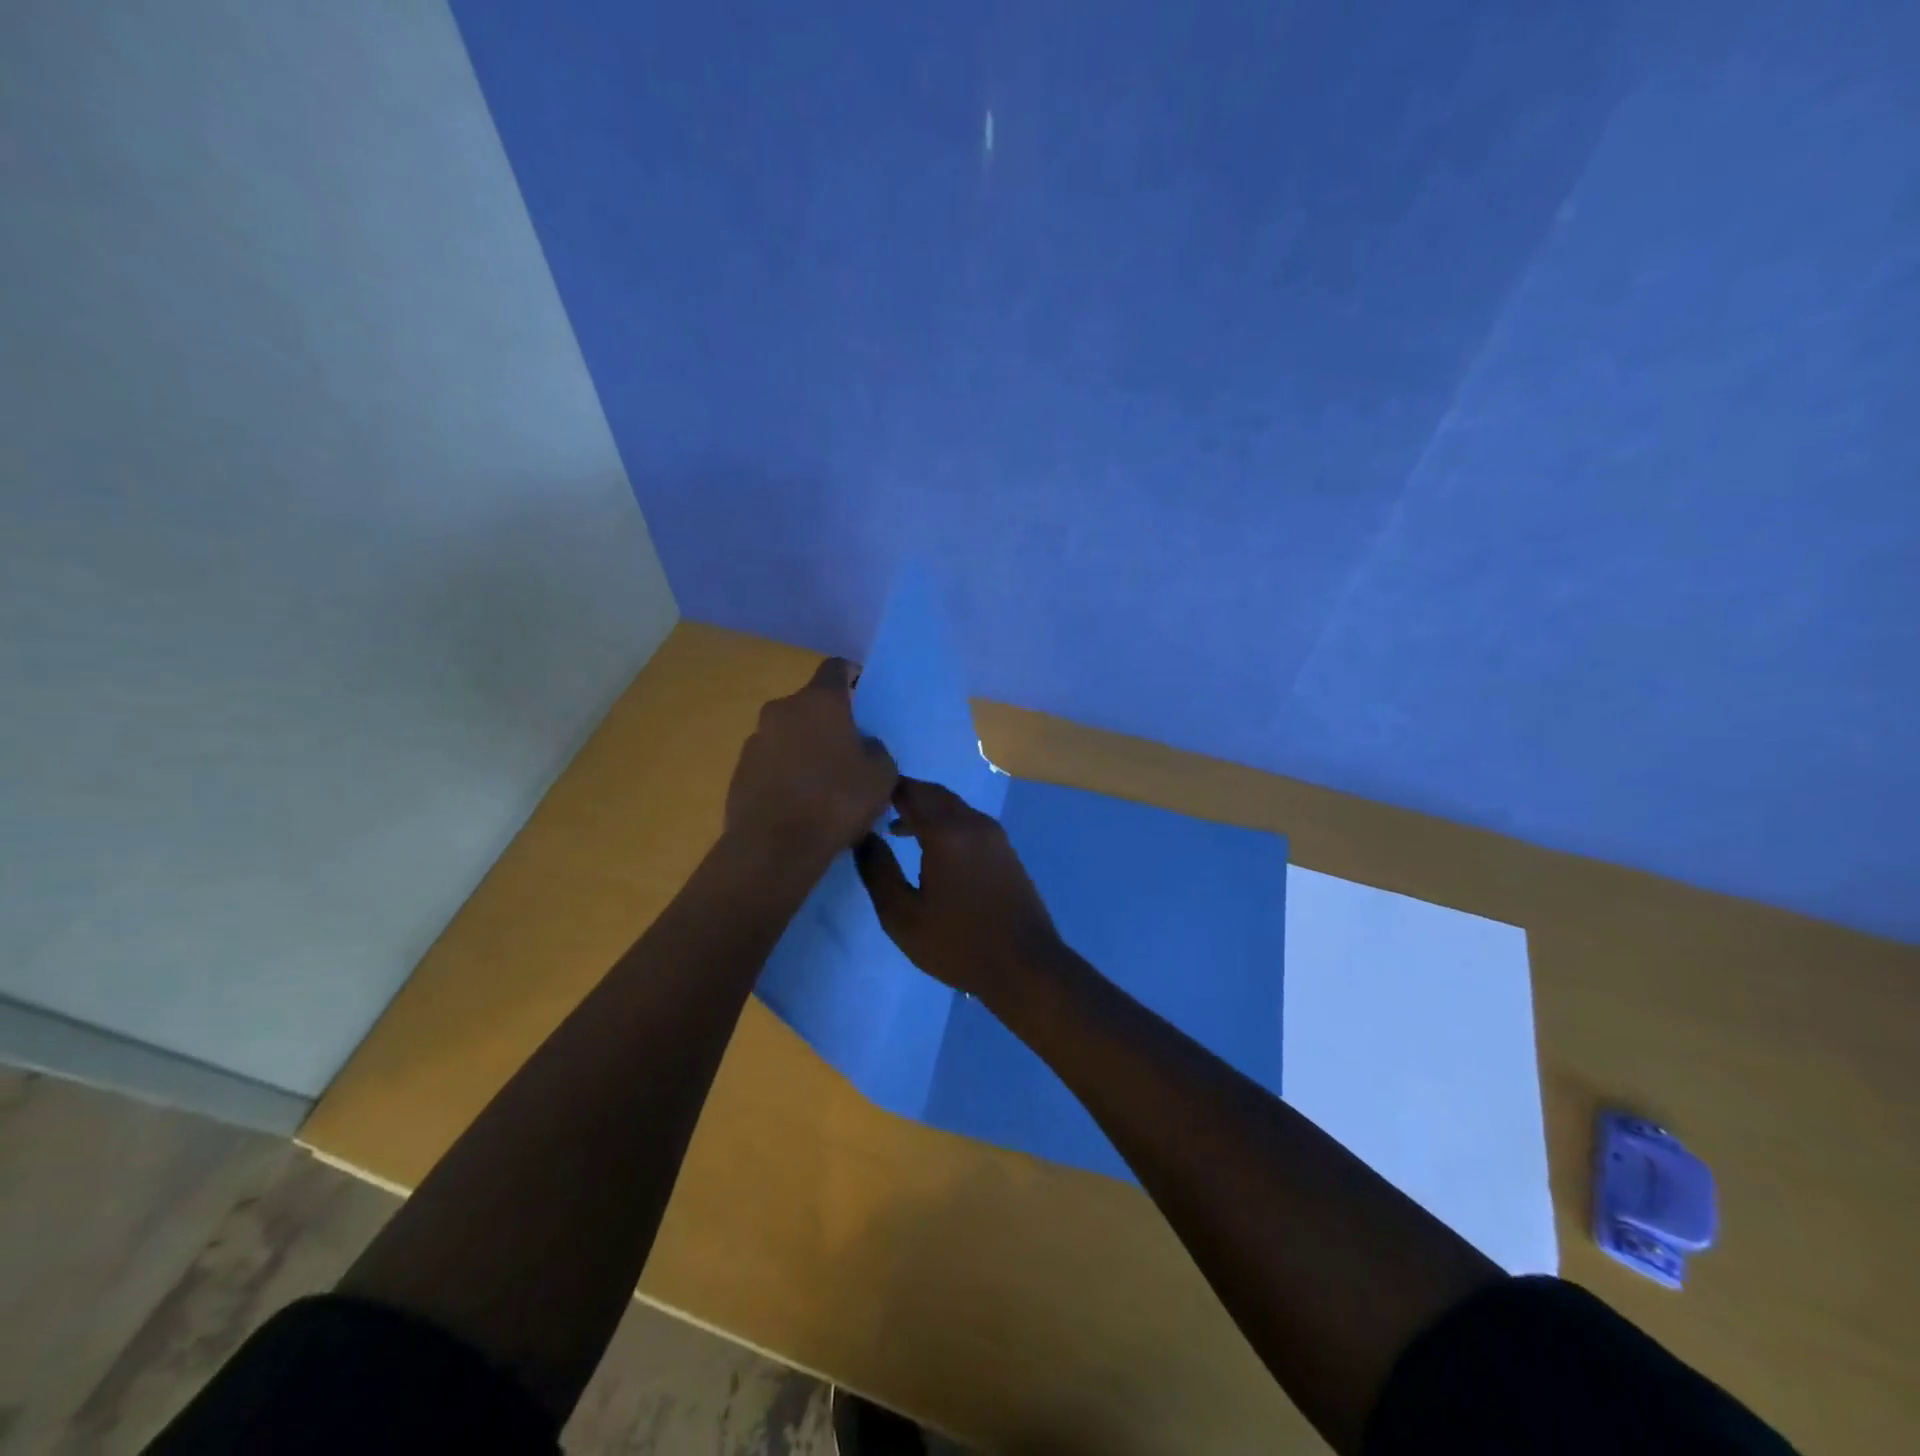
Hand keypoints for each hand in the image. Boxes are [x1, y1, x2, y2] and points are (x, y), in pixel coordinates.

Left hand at [725, 658, 897, 867]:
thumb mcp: (881, 776)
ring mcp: (756, 739)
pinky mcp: (740, 770)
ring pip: (789, 733)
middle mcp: (782, 709)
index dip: (853, 677)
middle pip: (811, 704)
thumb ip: (876, 750)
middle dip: (830, 721)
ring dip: (806, 747)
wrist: (775, 847)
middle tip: (850, 750)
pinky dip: (786, 772)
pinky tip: (800, 802)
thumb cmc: (836, 801)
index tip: (866, 699)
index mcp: (819, 701)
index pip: (837, 668)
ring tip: (824, 782)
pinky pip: (771, 761)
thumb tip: (864, 746)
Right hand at [853, 778, 1065, 1003]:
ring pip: (953, 806)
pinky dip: (945, 822)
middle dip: (905, 795)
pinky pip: (968, 820)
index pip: (910, 792)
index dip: (885, 788)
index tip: (861, 796)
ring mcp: (993, 834)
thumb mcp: (903, 916)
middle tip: (875, 809)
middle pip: (933, 793)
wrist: (1025, 966)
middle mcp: (972, 822)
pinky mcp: (1005, 849)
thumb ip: (878, 872)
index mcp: (946, 832)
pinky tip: (933, 848)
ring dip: (926, 809)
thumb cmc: (958, 944)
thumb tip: (864, 838)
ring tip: (898, 829)